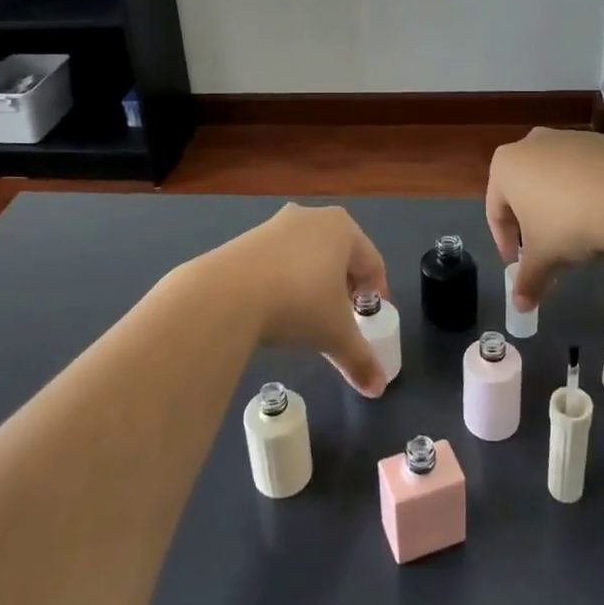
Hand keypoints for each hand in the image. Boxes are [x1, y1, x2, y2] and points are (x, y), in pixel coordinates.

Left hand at [206, 203, 390, 396]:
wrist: (225, 295)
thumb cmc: (298, 304)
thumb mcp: (335, 335)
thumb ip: (360, 358)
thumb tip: (378, 387)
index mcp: (342, 228)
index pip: (372, 262)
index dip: (376, 293)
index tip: (371, 320)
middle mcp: (312, 217)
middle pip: (340, 254)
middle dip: (345, 286)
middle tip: (343, 317)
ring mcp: (276, 224)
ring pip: (308, 255)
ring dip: (314, 282)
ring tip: (308, 315)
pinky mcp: (247, 238)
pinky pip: (279, 259)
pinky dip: (285, 279)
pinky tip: (276, 306)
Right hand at [486, 127, 603, 315]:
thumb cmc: (568, 221)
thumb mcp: (543, 257)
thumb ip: (528, 279)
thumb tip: (520, 307)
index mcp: (505, 165)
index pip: (495, 210)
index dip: (504, 242)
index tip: (517, 265)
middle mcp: (531, 144)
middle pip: (524, 192)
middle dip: (532, 225)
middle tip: (546, 253)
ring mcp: (567, 138)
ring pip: (554, 181)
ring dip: (559, 209)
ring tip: (578, 239)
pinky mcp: (600, 141)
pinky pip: (584, 173)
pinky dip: (586, 195)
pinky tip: (602, 217)